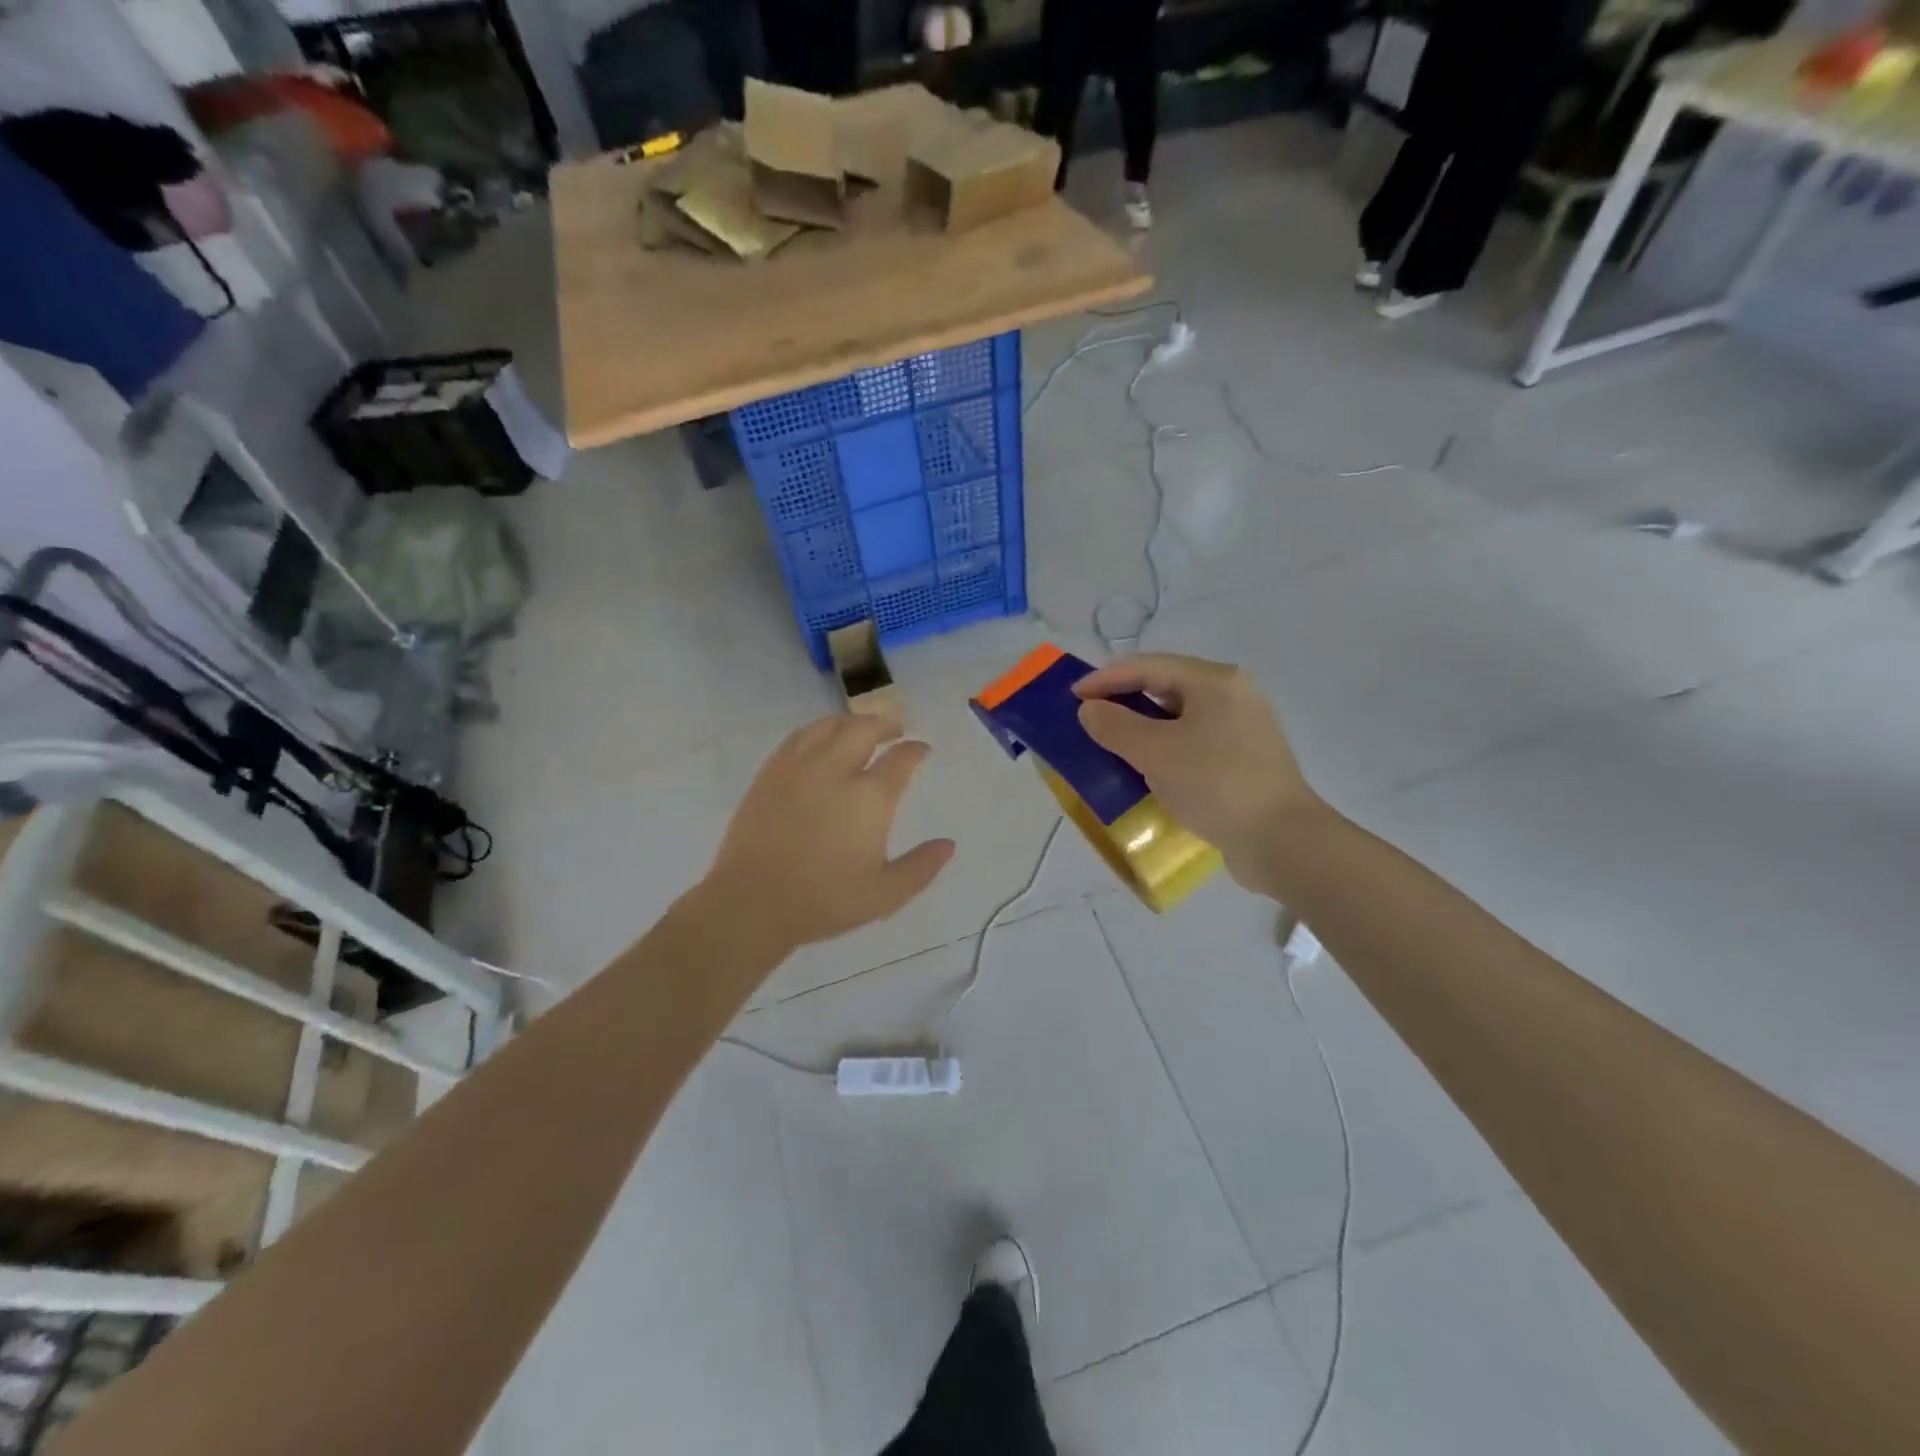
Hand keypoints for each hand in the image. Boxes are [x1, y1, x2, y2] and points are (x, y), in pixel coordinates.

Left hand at [697, 715, 954, 955]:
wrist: (751, 904)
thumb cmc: (823, 901)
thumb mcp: (884, 895)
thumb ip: (921, 867)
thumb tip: (949, 844)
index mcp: (869, 798)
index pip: (901, 759)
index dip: (916, 750)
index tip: (922, 750)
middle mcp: (836, 770)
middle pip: (865, 729)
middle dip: (886, 725)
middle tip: (896, 730)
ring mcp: (799, 767)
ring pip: (830, 726)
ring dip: (852, 722)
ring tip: (861, 729)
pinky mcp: (770, 772)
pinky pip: (799, 736)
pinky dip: (819, 730)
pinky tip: (821, 740)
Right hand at [1073, 653, 1322, 890]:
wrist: (1282, 841)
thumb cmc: (1216, 785)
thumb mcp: (1156, 753)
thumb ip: (1115, 726)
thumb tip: (1090, 709)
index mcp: (1214, 681)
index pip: (1148, 666)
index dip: (1105, 678)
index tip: (1071, 695)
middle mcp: (1232, 694)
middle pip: (1165, 686)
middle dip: (1123, 700)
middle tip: (1088, 717)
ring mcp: (1241, 726)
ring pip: (1179, 716)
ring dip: (1142, 726)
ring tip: (1110, 742)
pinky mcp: (1243, 757)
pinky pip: (1192, 740)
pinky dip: (1163, 747)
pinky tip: (1145, 766)